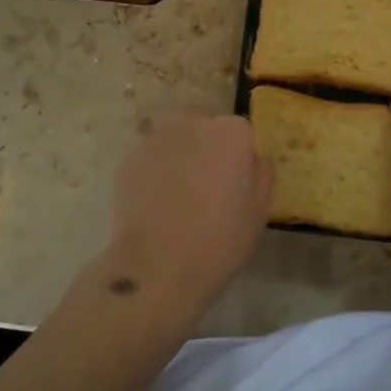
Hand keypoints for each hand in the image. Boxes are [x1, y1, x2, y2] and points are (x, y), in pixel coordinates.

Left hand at [100, 114, 271, 317]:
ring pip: (176, 141)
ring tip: (179, 197)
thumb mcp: (259, 210)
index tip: (235, 185)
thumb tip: (254, 157)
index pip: (241, 133)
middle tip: (207, 190)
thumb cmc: (220, 239)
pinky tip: (156, 205)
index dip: (239, 159)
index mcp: (232, 132)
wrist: (157, 267)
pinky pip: (151, 159)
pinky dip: (155, 173)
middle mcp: (194, 123)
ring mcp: (157, 139)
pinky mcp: (129, 158)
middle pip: (206, 130)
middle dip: (208, 151)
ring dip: (180, 158)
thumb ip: (261, 172)